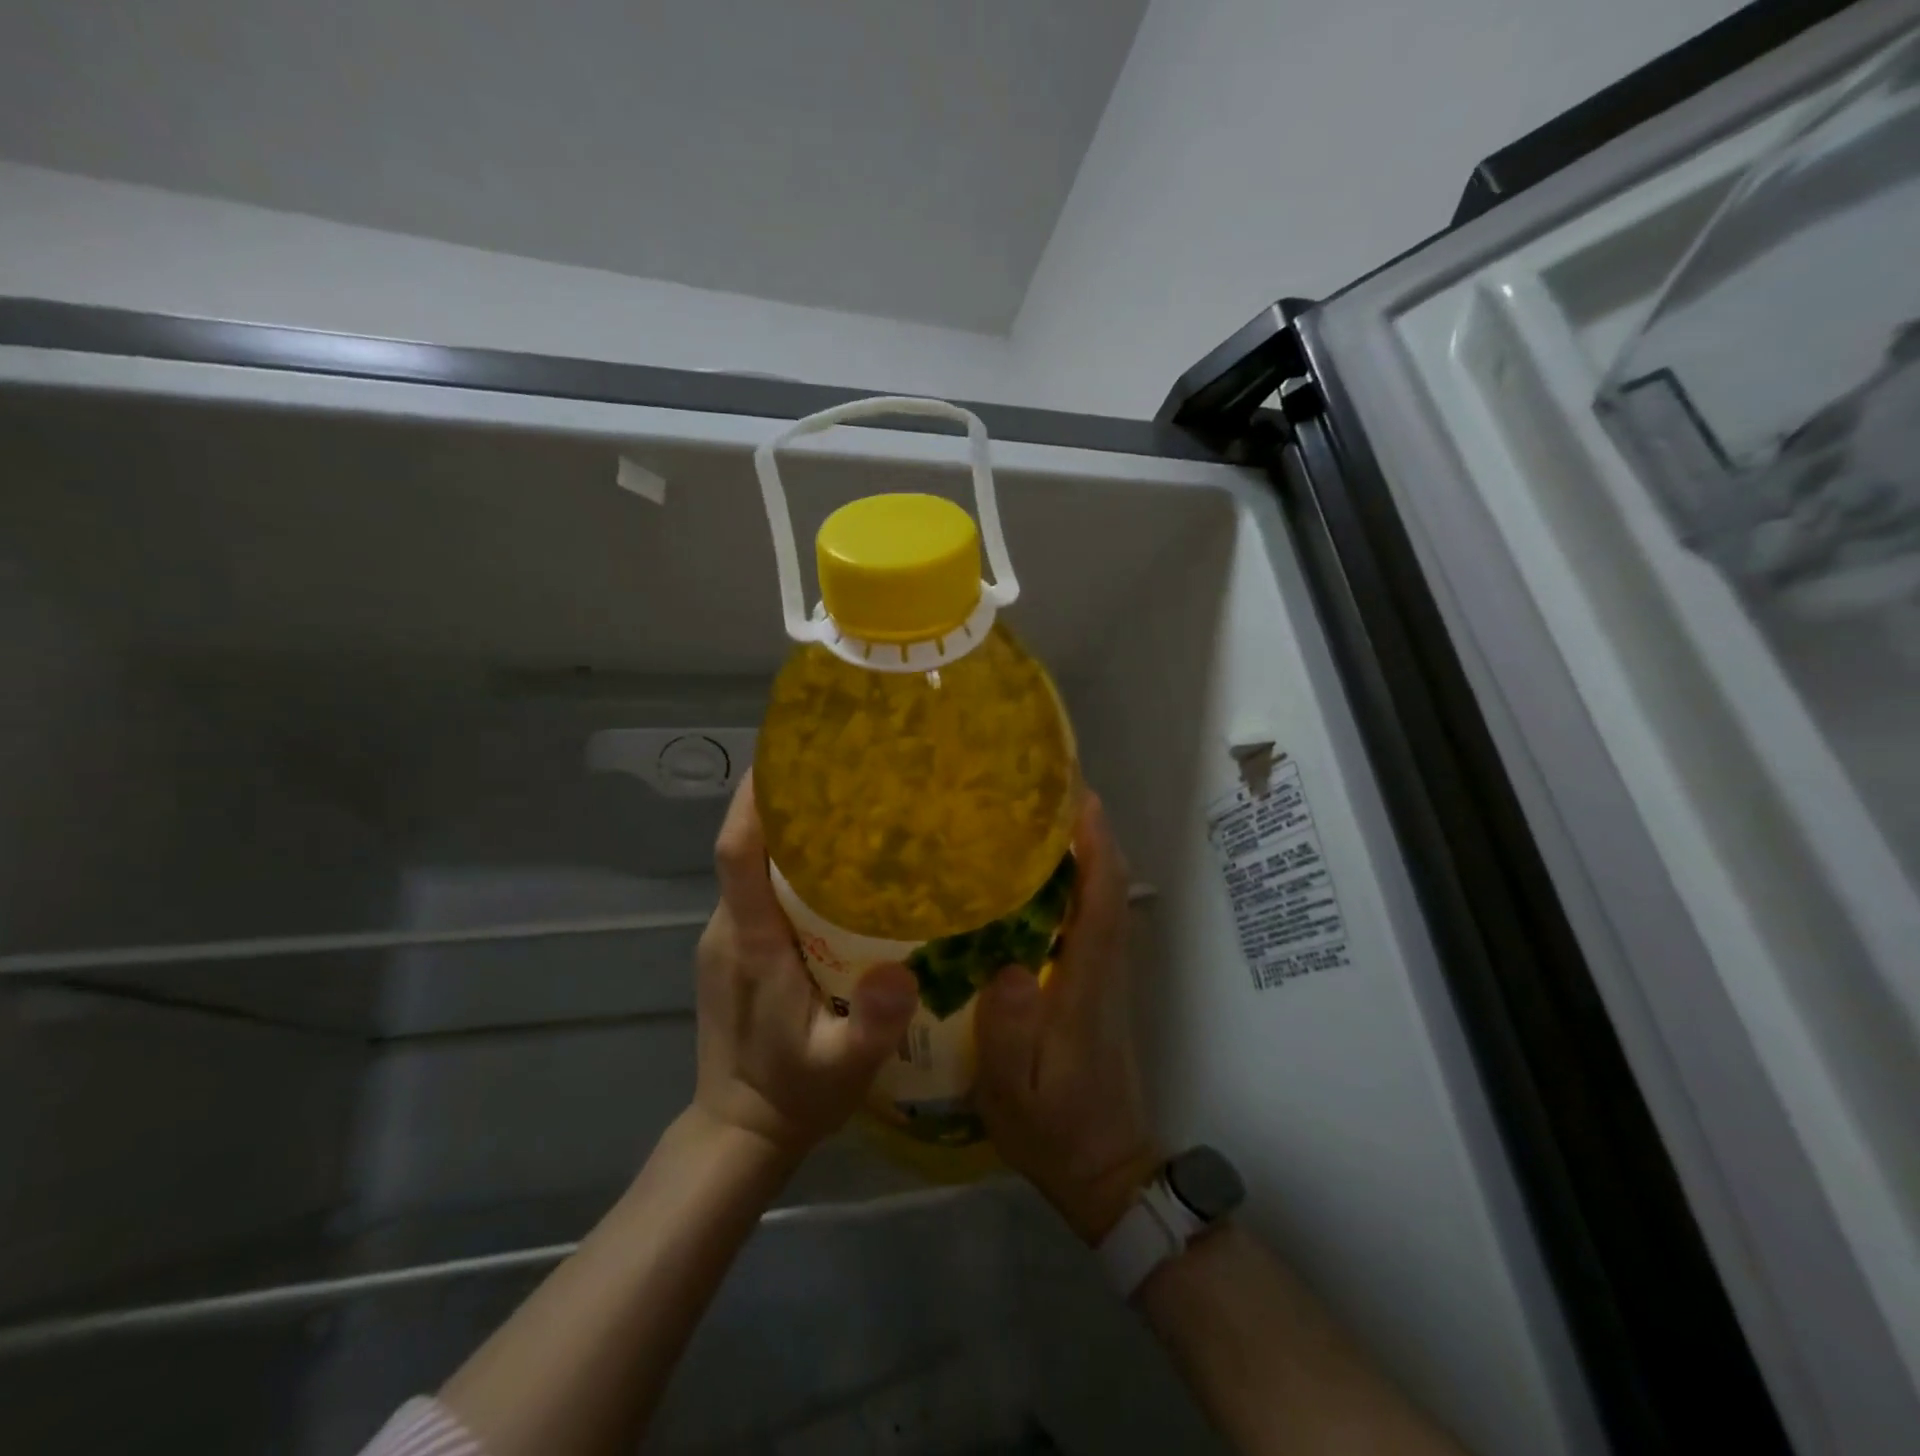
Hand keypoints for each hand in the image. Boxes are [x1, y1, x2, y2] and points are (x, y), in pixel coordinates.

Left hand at [693, 774, 919, 1164]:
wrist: (738, 1131)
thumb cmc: (791, 1095)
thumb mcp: (844, 1068)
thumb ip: (871, 1026)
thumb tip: (903, 971)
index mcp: (749, 940)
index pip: (736, 851)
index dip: (754, 800)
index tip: (786, 754)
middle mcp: (729, 927)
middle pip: (747, 846)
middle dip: (785, 803)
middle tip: (844, 774)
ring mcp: (727, 937)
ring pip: (753, 867)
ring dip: (790, 834)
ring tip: (849, 810)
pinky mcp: (734, 949)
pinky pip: (758, 890)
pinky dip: (788, 866)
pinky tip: (835, 869)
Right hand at [974, 795, 1161, 1243]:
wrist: (1105, 1169)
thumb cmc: (1054, 1131)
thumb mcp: (1012, 1095)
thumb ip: (1008, 1034)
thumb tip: (1007, 967)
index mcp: (1086, 986)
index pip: (1102, 903)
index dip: (1096, 848)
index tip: (1080, 798)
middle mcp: (1105, 970)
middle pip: (1109, 888)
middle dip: (1091, 834)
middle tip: (1049, 791)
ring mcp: (1106, 978)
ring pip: (1105, 900)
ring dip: (1086, 854)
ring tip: (1040, 820)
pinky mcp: (1098, 987)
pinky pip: (1093, 919)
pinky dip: (1080, 885)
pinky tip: (1040, 878)